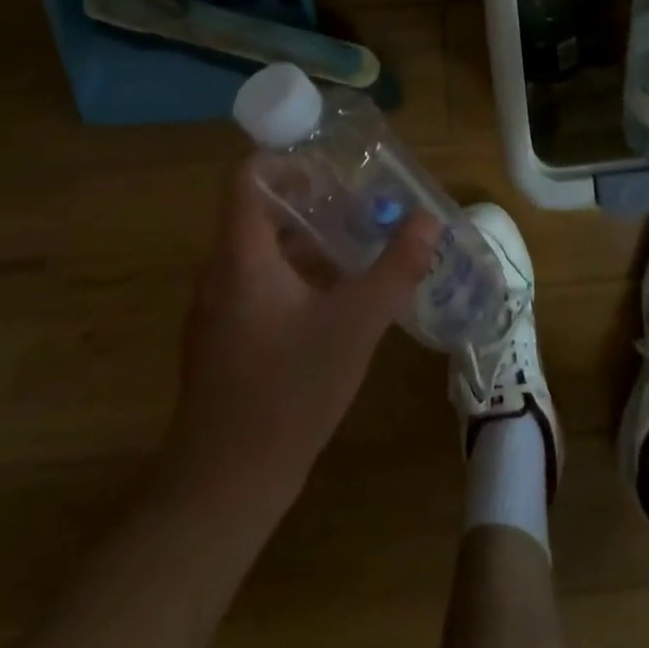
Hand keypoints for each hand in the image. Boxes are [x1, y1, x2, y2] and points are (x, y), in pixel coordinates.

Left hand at [158, 160, 439, 503]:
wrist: (224, 487)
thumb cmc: (287, 393)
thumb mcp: (354, 326)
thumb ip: (395, 269)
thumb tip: (429, 219)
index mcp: (241, 258)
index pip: (248, 179)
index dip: (287, 160)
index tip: (333, 165)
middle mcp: (221, 273)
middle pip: (261, 212)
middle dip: (313, 201)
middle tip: (362, 200)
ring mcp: (219, 309)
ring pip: (263, 250)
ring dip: (309, 239)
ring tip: (359, 240)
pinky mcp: (226, 338)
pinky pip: (260, 282)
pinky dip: (298, 273)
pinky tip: (339, 295)